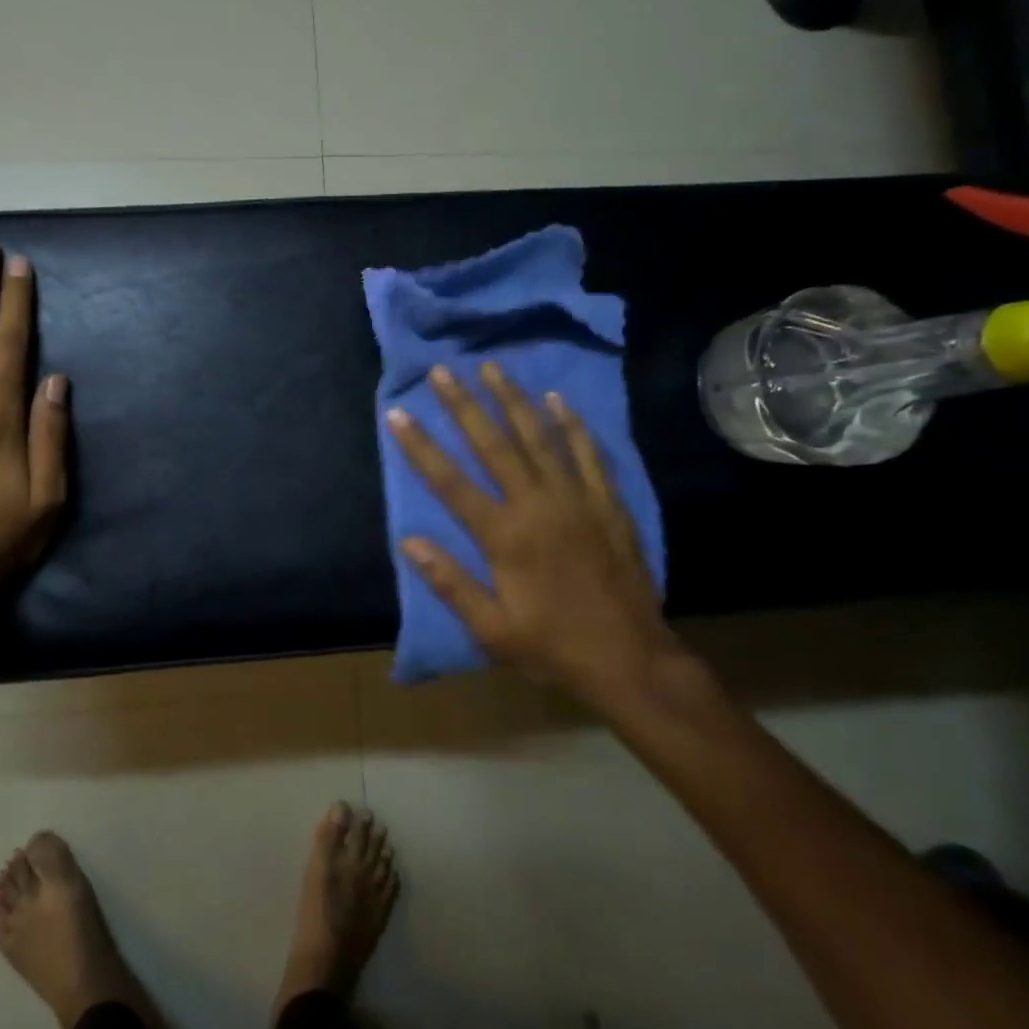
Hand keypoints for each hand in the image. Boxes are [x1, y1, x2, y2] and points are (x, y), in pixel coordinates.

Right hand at [385, 362, 680, 704]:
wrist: (631, 659)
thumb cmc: (553, 646)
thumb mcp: (492, 629)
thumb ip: (450, 582)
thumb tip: (408, 541)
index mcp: (505, 535)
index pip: (450, 482)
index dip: (420, 446)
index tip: (398, 413)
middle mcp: (537, 505)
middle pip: (493, 444)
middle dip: (464, 405)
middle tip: (442, 371)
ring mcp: (576, 498)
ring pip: (539, 437)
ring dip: (513, 400)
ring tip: (492, 368)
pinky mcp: (606, 502)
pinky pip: (586, 453)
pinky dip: (571, 424)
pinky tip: (557, 399)